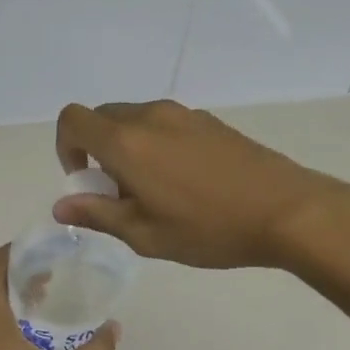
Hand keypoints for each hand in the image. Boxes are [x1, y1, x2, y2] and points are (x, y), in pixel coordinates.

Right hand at [53, 100, 349, 270]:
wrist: (287, 210)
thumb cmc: (210, 228)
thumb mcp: (146, 235)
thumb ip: (98, 214)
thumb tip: (62, 205)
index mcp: (126, 141)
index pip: (72, 120)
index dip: (66, 147)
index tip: (86, 180)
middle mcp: (150, 116)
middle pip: (103, 118)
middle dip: (97, 150)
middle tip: (120, 193)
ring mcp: (183, 114)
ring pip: (135, 120)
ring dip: (128, 147)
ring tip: (156, 191)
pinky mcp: (209, 120)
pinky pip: (164, 124)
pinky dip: (156, 144)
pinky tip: (186, 182)